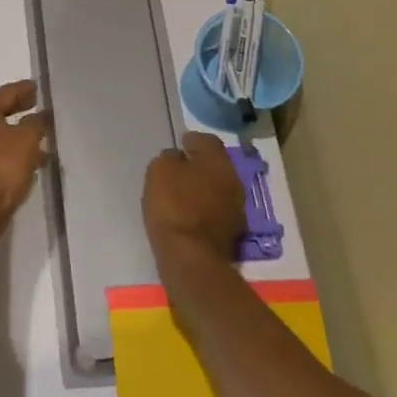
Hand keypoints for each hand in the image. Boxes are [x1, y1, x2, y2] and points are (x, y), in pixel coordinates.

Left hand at [0, 80, 49, 251]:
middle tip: (37, 106)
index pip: (6, 92)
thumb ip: (36, 123)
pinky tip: (29, 161)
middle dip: (18, 109)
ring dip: (17, 134)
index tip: (38, 88)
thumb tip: (41, 115)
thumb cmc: (2, 167)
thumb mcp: (27, 140)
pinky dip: (10, 152)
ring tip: (40, 137)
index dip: (24, 89)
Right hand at [143, 132, 245, 264]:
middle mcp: (234, 181)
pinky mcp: (233, 234)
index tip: (181, 143)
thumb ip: (170, 158)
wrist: (190, 255)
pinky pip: (217, 211)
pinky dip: (205, 209)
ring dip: (205, 188)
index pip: (209, 141)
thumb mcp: (160, 170)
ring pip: (219, 190)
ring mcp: (237, 210)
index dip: (194, 140)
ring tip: (184, 192)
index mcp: (218, 161)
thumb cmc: (173, 204)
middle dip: (201, 165)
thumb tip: (178, 158)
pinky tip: (190, 214)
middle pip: (217, 166)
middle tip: (182, 168)